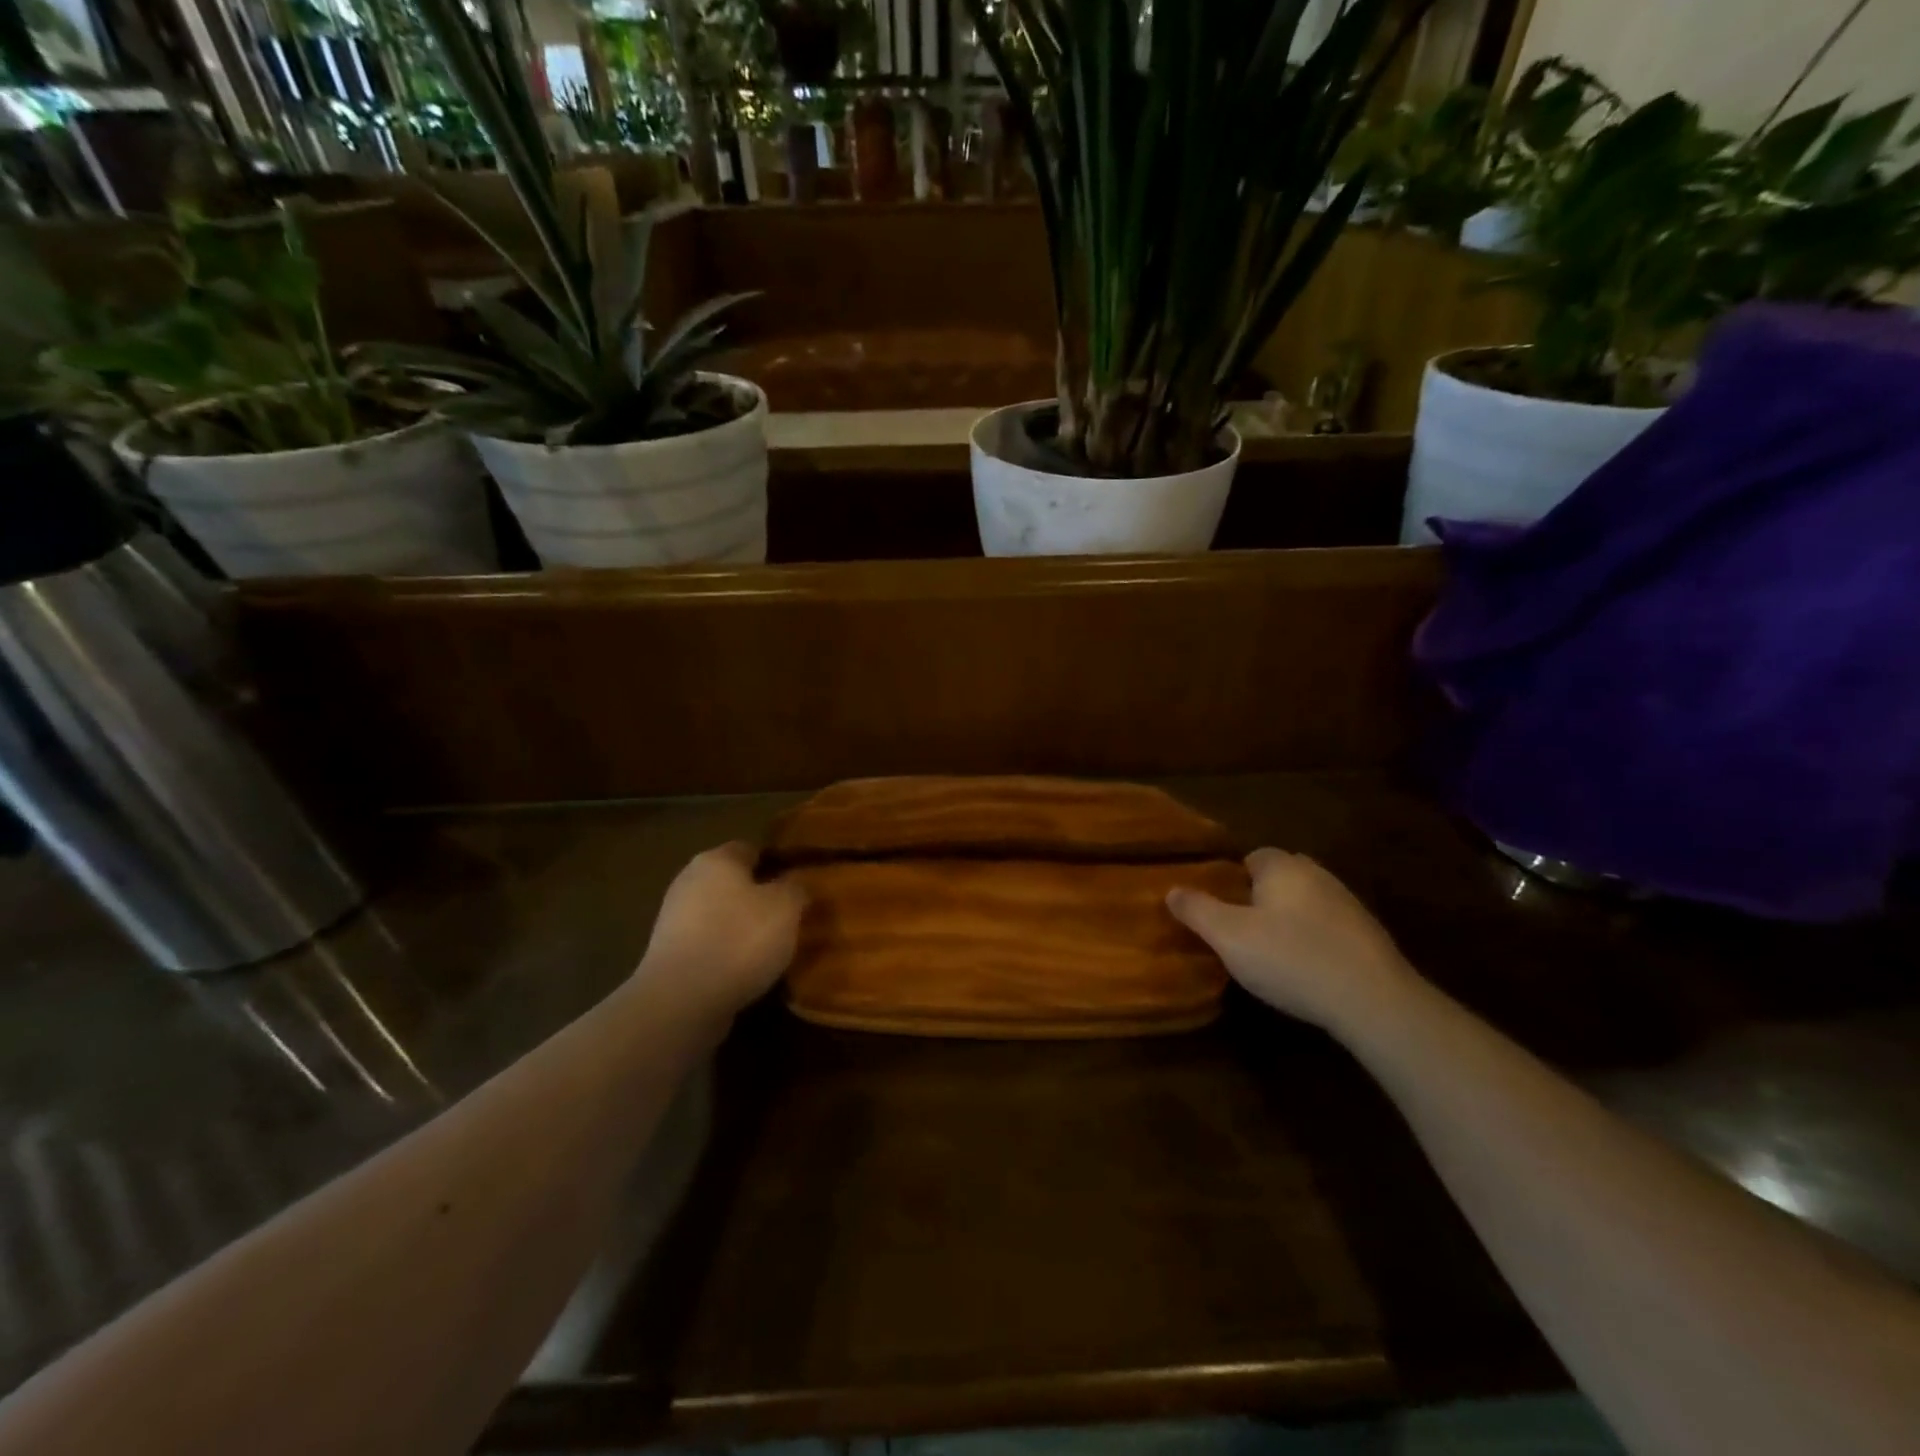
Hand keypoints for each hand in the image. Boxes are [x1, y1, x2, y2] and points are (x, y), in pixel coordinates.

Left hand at [636, 843, 806, 1016]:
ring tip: (771, 949)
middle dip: (758, 897)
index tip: (798, 884)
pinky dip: (725, 953)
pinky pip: (707, 944)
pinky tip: (745, 971)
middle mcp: (689, 881)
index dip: (776, 863)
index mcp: (716, 859)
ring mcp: (673, 918)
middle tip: (788, 918)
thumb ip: (795, 888)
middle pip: (732, 882)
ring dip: (741, 928)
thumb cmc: (740, 940)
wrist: (682, 1000)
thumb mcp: (786, 908)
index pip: (751, 849)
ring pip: (719, 914)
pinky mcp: (668, 954)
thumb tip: (793, 883)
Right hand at [1168, 848, 1417, 1034]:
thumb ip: (1197, 910)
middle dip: (1261, 898)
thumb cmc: (1292, 959)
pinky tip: (1307, 970)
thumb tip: (1171, 890)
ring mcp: (1348, 905)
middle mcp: (1318, 875)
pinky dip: (1315, 941)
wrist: (1374, 1001)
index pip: (1252, 857)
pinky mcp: (1369, 936)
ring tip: (1272, 954)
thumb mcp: (1229, 937)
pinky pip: (1329, 928)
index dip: (1233, 880)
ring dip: (1290, 920)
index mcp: (1283, 867)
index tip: (1221, 909)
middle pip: (1280, 878)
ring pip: (1306, 903)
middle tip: (1242, 931)